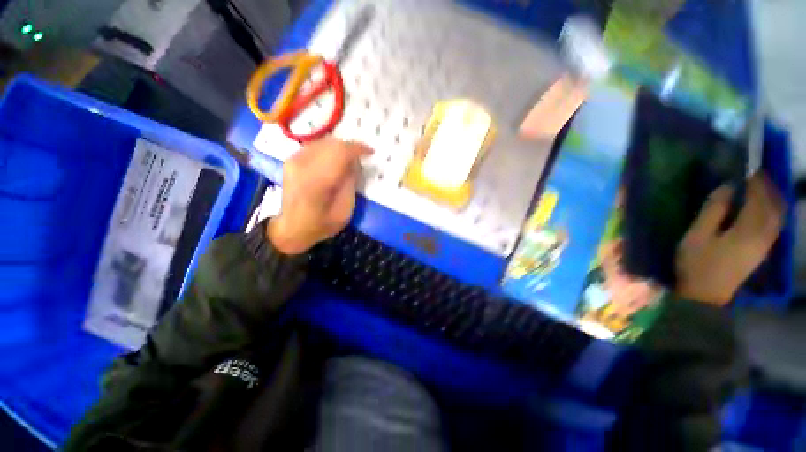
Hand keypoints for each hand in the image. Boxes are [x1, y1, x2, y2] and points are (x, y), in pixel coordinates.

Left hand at [267, 138, 371, 254]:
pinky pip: (315, 146)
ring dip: (340, 148)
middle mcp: (303, 165)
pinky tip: (335, 160)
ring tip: (350, 159)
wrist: (292, 229)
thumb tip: (354, 163)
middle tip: (361, 157)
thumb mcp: (345, 211)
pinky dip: (329, 150)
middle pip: (332, 143)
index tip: (371, 152)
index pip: (340, 152)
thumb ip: (350, 184)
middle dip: (350, 147)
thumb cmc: (322, 224)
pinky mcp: (291, 160)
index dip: (358, 148)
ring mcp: (294, 160)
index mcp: (317, 181)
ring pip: (324, 142)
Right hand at [675, 173, 784, 305]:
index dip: (756, 182)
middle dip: (768, 188)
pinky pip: (775, 225)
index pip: (759, 199)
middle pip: (774, 206)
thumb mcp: (697, 235)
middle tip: (757, 175)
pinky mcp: (762, 251)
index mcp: (748, 230)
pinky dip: (774, 211)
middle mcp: (763, 235)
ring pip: (778, 216)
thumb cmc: (697, 263)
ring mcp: (765, 245)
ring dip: (773, 199)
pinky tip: (765, 208)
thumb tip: (727, 187)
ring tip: (762, 188)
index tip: (749, 169)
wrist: (705, 295)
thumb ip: (713, 211)